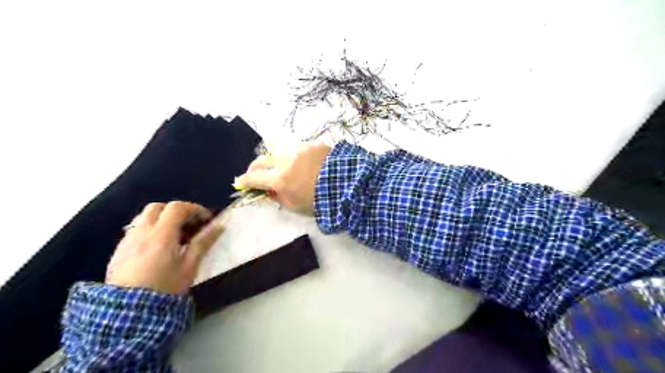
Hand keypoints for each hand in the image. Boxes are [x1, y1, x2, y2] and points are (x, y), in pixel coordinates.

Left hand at [105, 202, 225, 294]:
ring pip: (144, 217)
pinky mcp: (119, 251)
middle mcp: (142, 232)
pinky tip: (157, 248)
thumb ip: (203, 243)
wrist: (128, 313)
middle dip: (176, 211)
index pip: (177, 207)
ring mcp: (127, 240)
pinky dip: (150, 231)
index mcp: (162, 234)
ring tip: (174, 236)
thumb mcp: (190, 266)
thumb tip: (219, 226)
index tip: (206, 220)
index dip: (195, 209)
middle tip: (189, 224)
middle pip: (158, 207)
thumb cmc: (165, 287)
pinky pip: (136, 231)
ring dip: (161, 219)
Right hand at [238, 142, 331, 213]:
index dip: (245, 181)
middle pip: (261, 160)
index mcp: (280, 179)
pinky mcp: (312, 144)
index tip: (240, 182)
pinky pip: (297, 149)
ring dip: (276, 161)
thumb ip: (278, 197)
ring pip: (279, 152)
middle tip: (255, 173)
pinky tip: (303, 162)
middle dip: (255, 167)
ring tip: (282, 167)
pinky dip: (295, 156)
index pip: (254, 178)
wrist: (348, 184)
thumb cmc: (321, 200)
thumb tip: (268, 190)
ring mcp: (299, 149)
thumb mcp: (296, 206)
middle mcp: (285, 160)